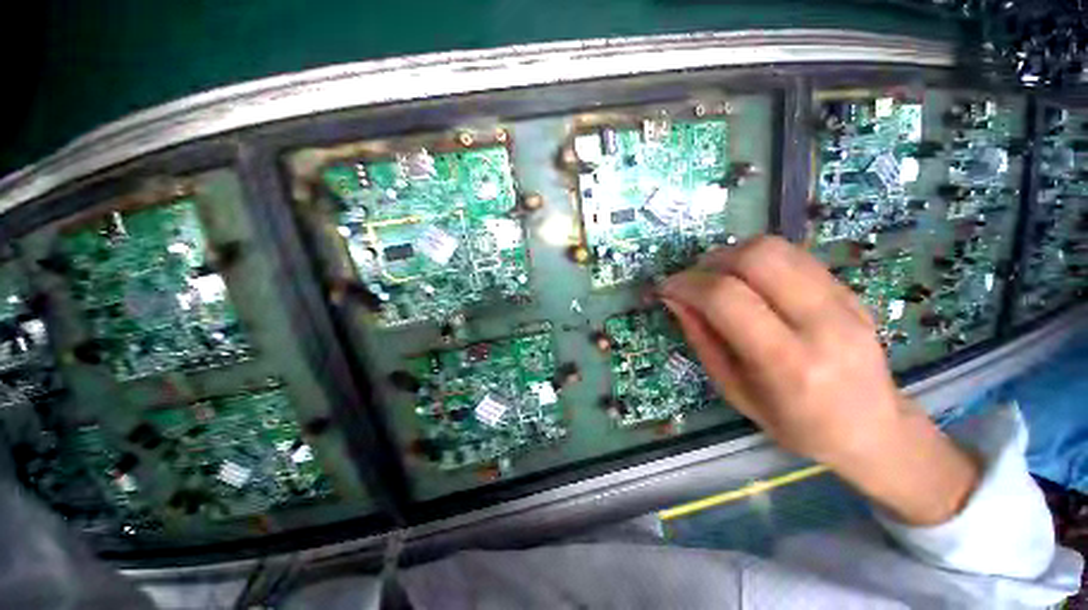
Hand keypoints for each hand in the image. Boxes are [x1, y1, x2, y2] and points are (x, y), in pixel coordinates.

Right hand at [659, 236, 978, 525]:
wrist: (875, 429)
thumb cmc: (796, 424)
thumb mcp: (735, 390)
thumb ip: (702, 339)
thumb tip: (673, 299)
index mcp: (788, 363)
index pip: (727, 298)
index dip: (686, 285)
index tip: (665, 288)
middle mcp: (822, 323)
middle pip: (756, 258)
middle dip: (710, 261)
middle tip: (693, 280)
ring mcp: (843, 300)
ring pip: (776, 247)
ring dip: (732, 255)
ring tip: (717, 278)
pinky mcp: (849, 289)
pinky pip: (793, 255)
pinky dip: (756, 259)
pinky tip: (748, 280)